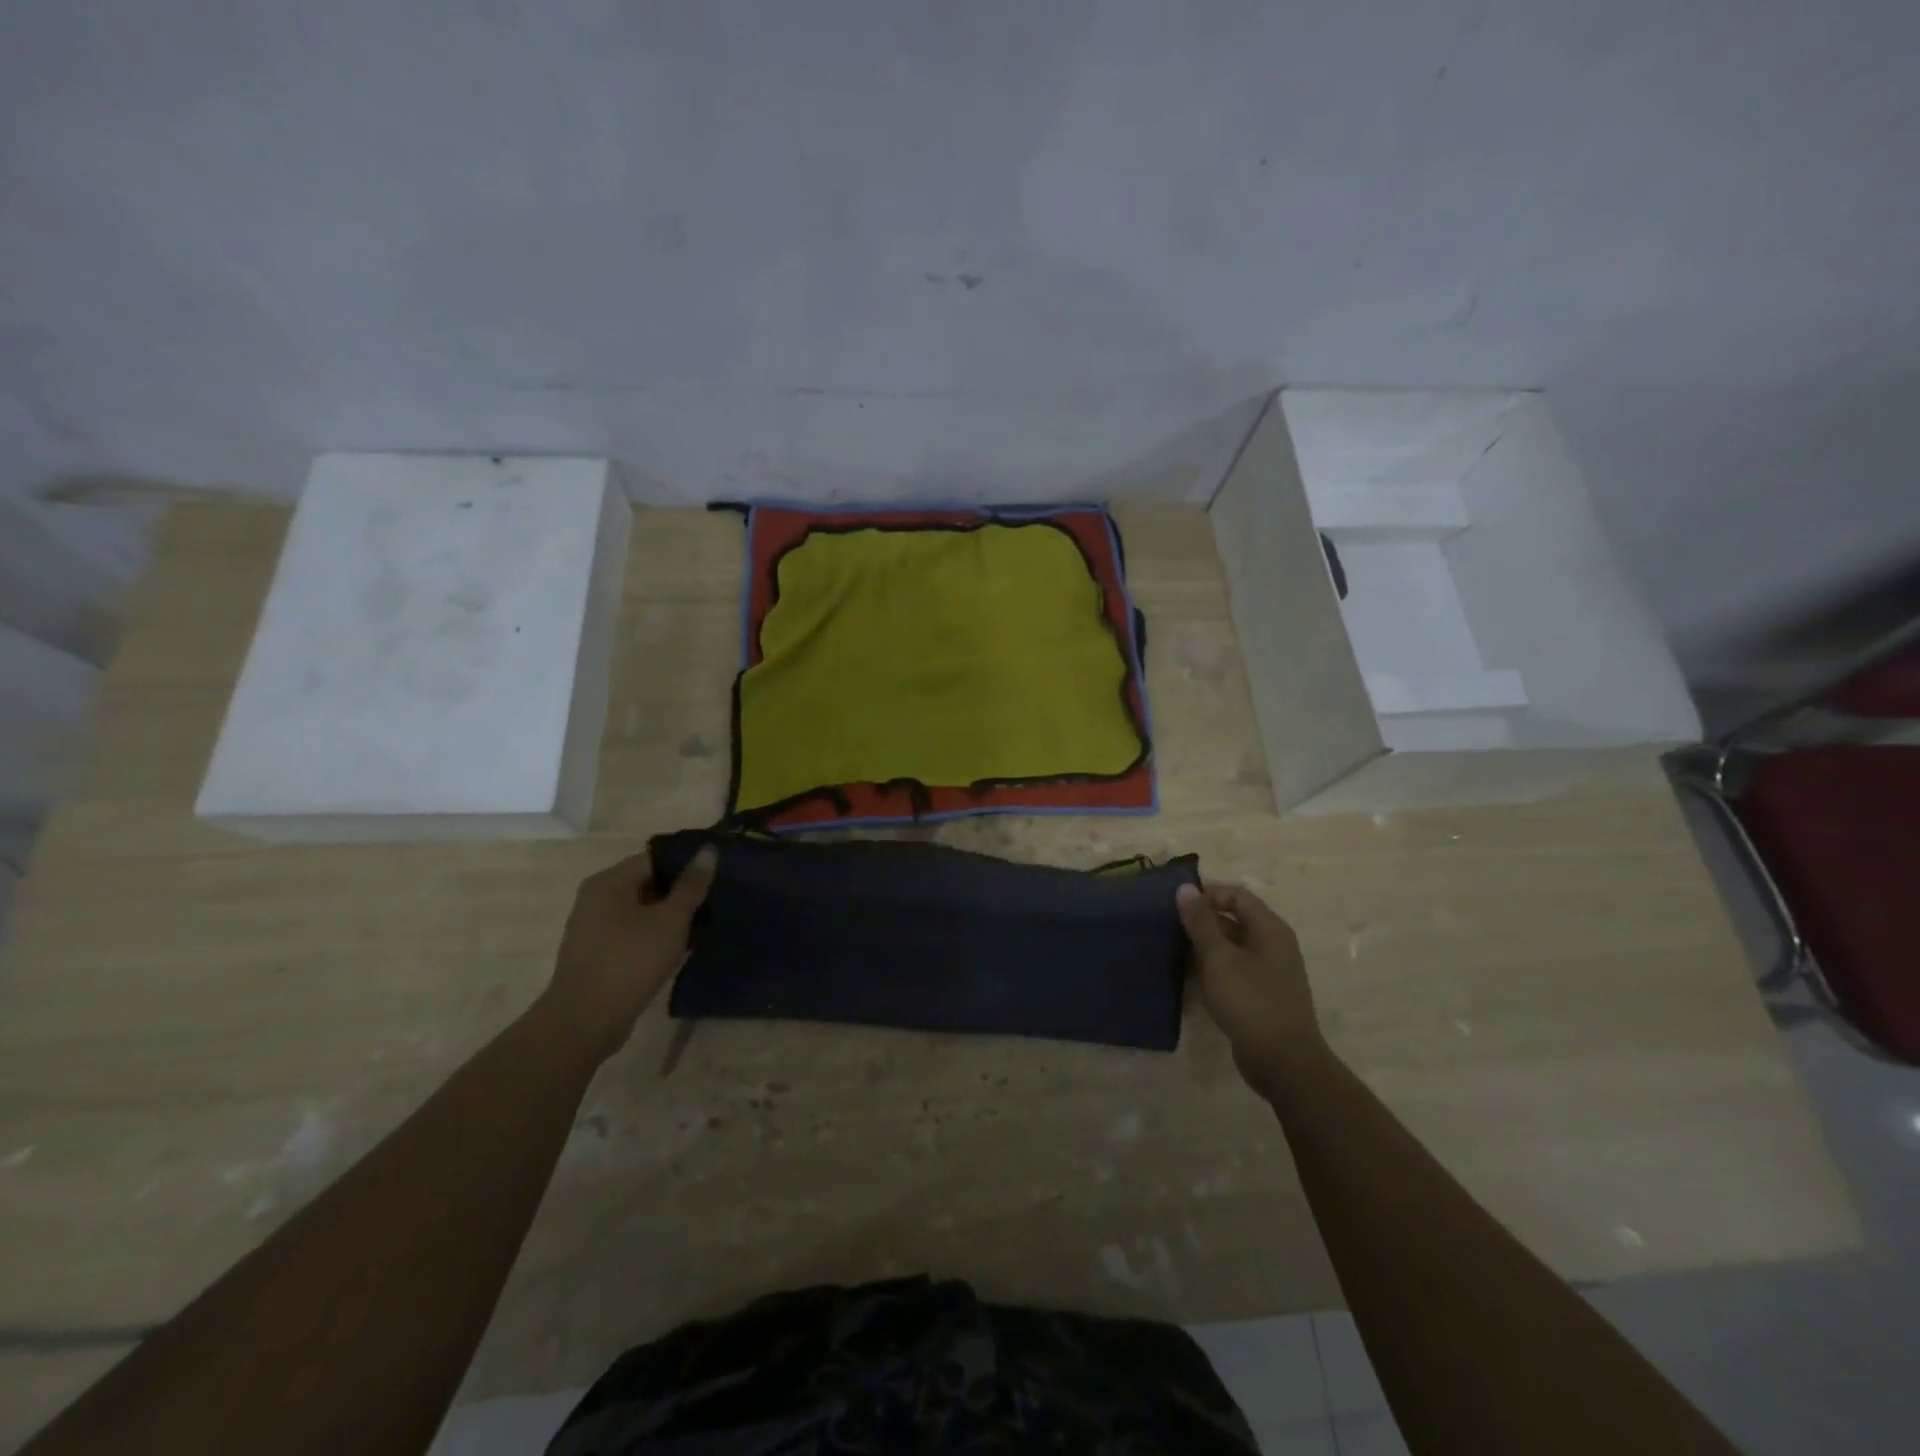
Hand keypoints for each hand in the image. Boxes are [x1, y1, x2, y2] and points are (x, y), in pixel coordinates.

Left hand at [540, 846, 717, 1061]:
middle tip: (714, 900)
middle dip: (680, 892)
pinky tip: (678, 948)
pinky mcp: (596, 953)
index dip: (687, 864)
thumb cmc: (630, 961)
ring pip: (641, 910)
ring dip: (669, 916)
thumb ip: (691, 886)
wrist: (584, 1021)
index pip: (655, 858)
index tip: (716, 875)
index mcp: (609, 881)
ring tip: (702, 924)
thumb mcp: (670, 920)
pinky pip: (631, 932)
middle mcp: (596, 898)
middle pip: (647, 882)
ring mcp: (593, 927)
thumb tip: (708, 851)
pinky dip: (654, 935)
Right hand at [1176, 882, 1320, 1093]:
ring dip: (1206, 946)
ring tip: (1175, 951)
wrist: (1283, 1061)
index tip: (1179, 907)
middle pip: (1235, 918)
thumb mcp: (1219, 959)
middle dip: (1203, 921)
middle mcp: (1274, 944)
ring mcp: (1270, 971)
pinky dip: (1214, 967)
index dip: (1208, 895)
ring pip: (1233, 945)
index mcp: (1270, 929)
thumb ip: (1201, 923)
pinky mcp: (1263, 993)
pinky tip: (1192, 977)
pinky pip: (1235, 968)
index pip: (1237, 895)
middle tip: (1171, 929)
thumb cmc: (1250, 1002)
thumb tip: (1185, 888)